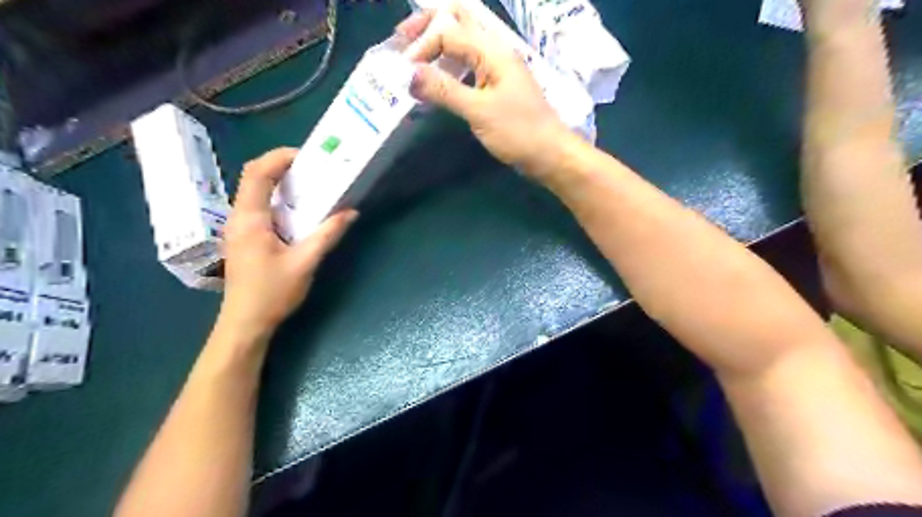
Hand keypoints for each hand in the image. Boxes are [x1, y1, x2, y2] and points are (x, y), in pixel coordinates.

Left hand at [219, 148, 358, 342]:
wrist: (245, 323)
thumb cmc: (272, 293)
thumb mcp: (305, 262)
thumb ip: (327, 234)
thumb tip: (350, 212)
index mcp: (250, 219)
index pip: (257, 173)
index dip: (280, 157)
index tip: (308, 156)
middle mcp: (239, 217)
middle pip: (255, 177)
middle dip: (283, 166)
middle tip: (314, 169)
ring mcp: (239, 228)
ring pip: (256, 192)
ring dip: (282, 183)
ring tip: (311, 185)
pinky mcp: (246, 237)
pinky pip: (260, 207)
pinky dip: (279, 200)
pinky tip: (299, 211)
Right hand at [394, 5, 573, 181]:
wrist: (549, 153)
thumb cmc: (518, 132)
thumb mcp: (479, 111)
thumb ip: (444, 90)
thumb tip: (408, 74)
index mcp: (492, 50)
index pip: (448, 31)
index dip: (422, 45)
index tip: (404, 71)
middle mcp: (495, 50)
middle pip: (459, 19)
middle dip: (428, 24)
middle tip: (401, 38)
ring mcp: (498, 66)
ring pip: (464, 40)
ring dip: (438, 42)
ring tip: (414, 55)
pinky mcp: (497, 84)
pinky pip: (469, 62)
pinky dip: (450, 64)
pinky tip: (438, 78)